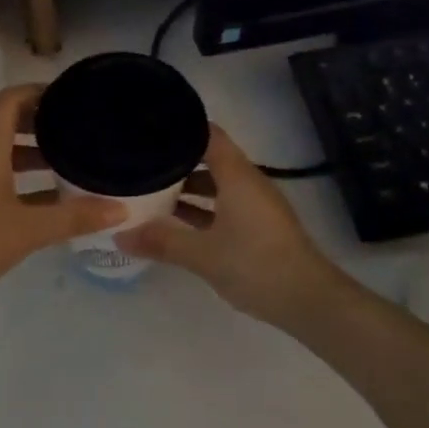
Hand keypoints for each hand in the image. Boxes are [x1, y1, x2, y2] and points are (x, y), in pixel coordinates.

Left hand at [0, 85, 126, 298]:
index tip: (72, 95)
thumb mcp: (29, 229)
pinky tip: (51, 196)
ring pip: (4, 149)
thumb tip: (121, 208)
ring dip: (33, 149)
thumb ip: (75, 217)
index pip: (11, 99)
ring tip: (71, 158)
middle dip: (42, 119)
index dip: (39, 90)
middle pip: (8, 120)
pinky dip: (23, 176)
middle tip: (79, 125)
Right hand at [115, 125, 347, 324]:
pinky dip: (201, 208)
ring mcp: (255, 205)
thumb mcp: (203, 254)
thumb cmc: (256, 265)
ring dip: (187, 187)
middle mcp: (248, 182)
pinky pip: (224, 205)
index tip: (149, 128)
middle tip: (140, 161)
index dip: (180, 127)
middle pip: (209, 158)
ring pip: (216, 184)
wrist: (308, 300)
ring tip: (150, 191)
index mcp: (237, 176)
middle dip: (176, 160)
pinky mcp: (258, 226)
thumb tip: (119, 235)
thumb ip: (161, 241)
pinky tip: (176, 222)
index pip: (208, 134)